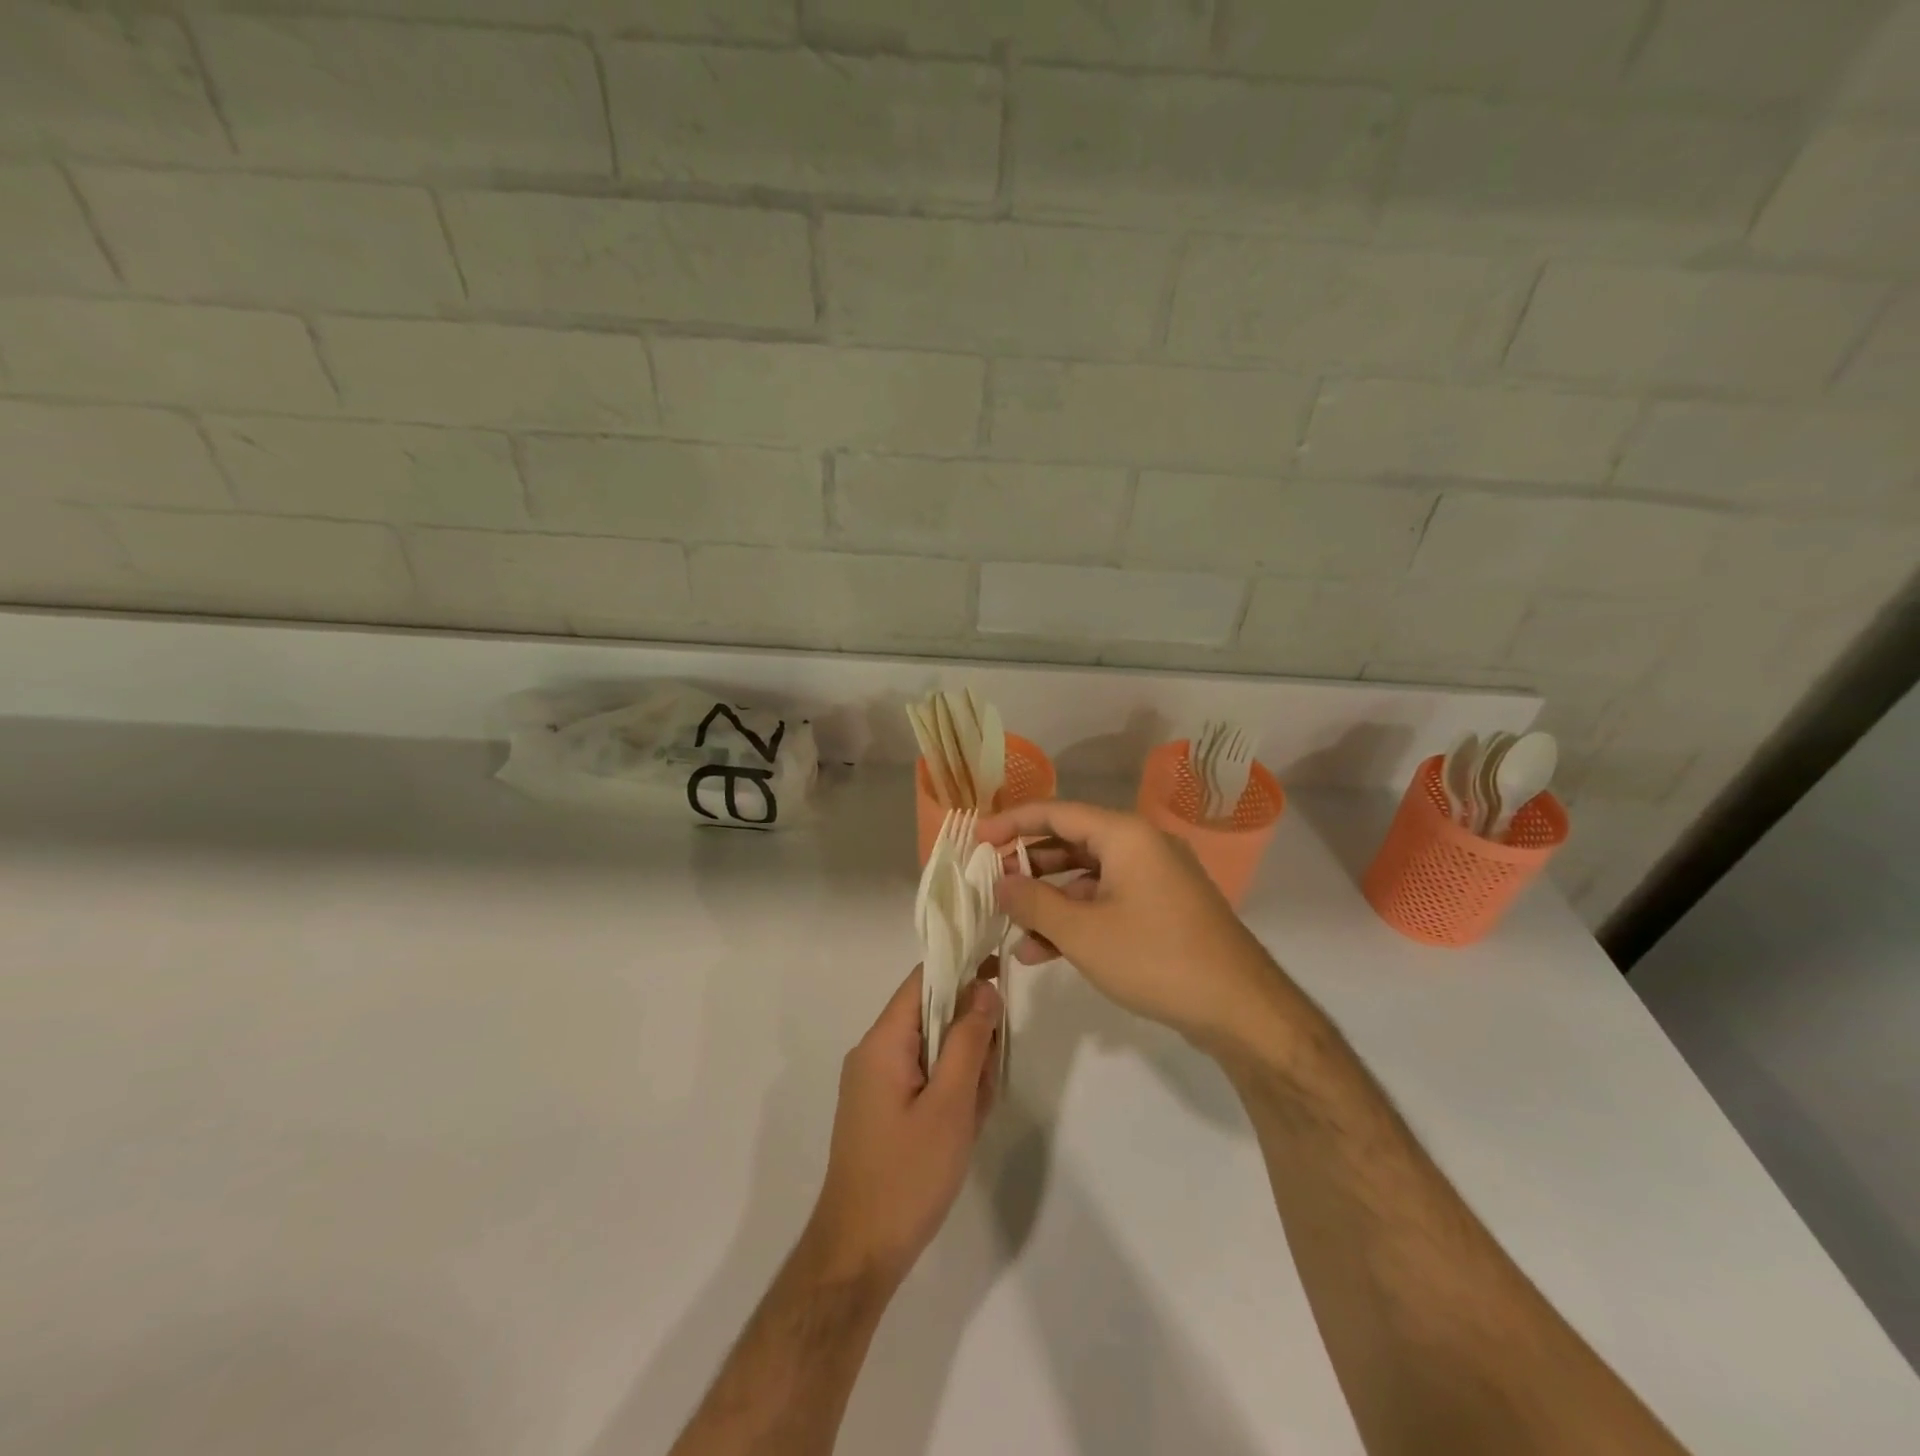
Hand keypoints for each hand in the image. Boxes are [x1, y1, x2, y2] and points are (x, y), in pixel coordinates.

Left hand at [804, 964, 1001, 1291]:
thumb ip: (969, 1041)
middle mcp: (874, 1052)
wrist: (859, 1253)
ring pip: (932, 1049)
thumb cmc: (907, 1174)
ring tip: (975, 1113)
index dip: (962, 969)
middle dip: (968, 1036)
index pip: (923, 980)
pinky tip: (962, 1125)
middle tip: (988, 1077)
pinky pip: (922, 1078)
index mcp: (883, 1041)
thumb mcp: (950, 1104)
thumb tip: (984, 988)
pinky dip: (948, 1091)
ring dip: (962, 1069)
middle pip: (931, 1015)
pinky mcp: (881, 1108)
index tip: (1001, 972)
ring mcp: (875, 1082)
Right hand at [977, 800, 1279, 1049]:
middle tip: (989, 883)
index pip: (1056, 812)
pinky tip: (1042, 952)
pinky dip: (1075, 919)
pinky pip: (1106, 901)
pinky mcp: (1161, 909)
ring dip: (1047, 900)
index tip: (976, 839)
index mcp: (1125, 835)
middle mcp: (1141, 846)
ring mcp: (1154, 878)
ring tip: (1009, 927)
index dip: (1011, 822)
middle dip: (1026, 864)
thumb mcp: (1083, 932)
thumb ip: (1033, 902)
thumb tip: (999, 883)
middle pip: (1070, 841)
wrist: (1241, 1009)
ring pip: (1086, 877)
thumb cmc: (1156, 958)